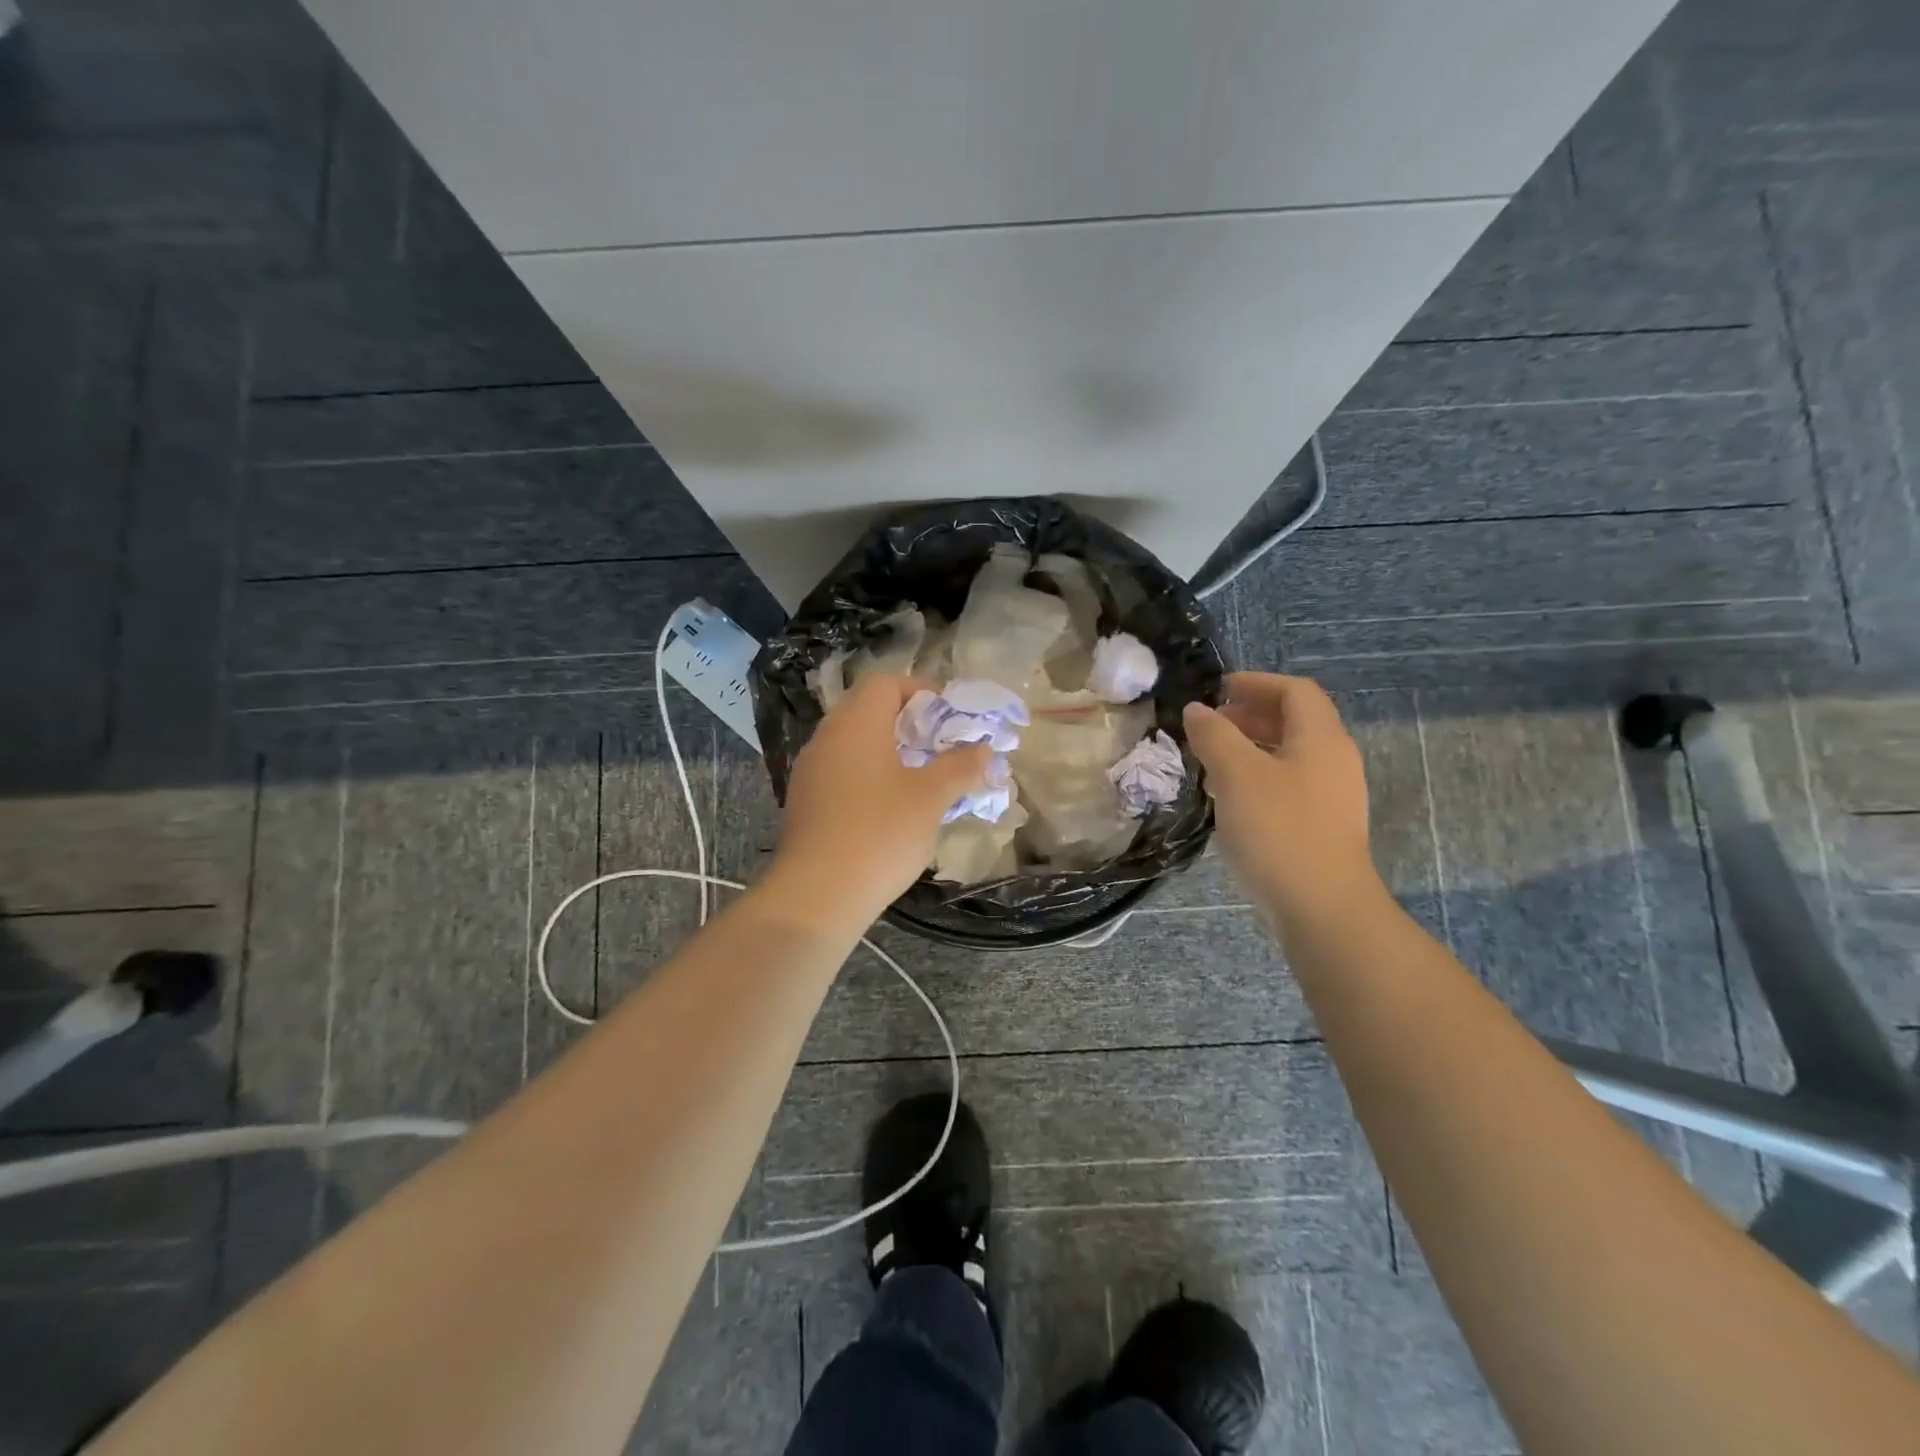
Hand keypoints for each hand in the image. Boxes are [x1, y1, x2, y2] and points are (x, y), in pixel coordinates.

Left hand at [763, 674, 991, 927]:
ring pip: (855, 743)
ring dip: (889, 751)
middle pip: (868, 710)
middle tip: (941, 747)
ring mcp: (811, 771)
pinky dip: (869, 775)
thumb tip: (983, 749)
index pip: (886, 683)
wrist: (817, 895)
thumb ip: (960, 767)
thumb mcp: (930, 798)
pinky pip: (842, 772)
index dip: (921, 691)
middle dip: (909, 723)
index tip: (950, 716)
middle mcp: (827, 737)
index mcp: (856, 724)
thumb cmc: (880, 833)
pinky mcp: (805, 802)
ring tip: (922, 777)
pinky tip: (892, 807)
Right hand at [1182, 673, 1379, 920]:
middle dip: (1250, 715)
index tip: (1217, 689)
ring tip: (1210, 760)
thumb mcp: (1237, 774)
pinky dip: (1257, 778)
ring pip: (1289, 755)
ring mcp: (1331, 797)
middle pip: (1294, 721)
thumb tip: (1196, 710)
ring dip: (1250, 748)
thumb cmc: (1279, 830)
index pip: (1295, 690)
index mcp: (1321, 739)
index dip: (1256, 682)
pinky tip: (1229, 798)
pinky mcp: (1321, 827)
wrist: (1322, 908)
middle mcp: (1334, 761)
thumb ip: (1214, 735)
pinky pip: (1288, 785)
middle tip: (1208, 724)